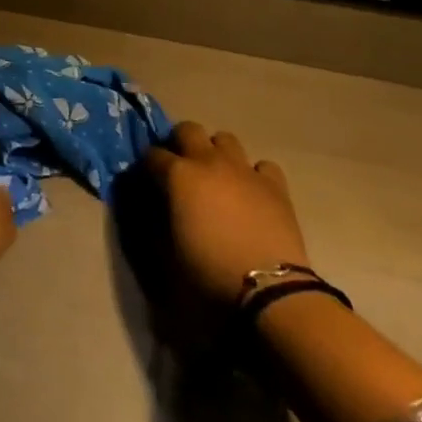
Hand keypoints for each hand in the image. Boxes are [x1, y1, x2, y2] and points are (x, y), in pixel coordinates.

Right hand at [147, 122, 308, 301]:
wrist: (270, 292)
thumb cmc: (211, 274)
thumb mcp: (167, 254)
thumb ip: (154, 222)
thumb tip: (151, 208)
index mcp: (178, 175)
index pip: (151, 155)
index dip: (147, 167)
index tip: (147, 182)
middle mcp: (209, 161)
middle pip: (188, 129)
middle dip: (180, 143)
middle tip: (181, 168)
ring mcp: (244, 170)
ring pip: (225, 139)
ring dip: (217, 153)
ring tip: (217, 177)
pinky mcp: (275, 186)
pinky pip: (263, 166)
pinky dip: (255, 175)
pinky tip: (253, 193)